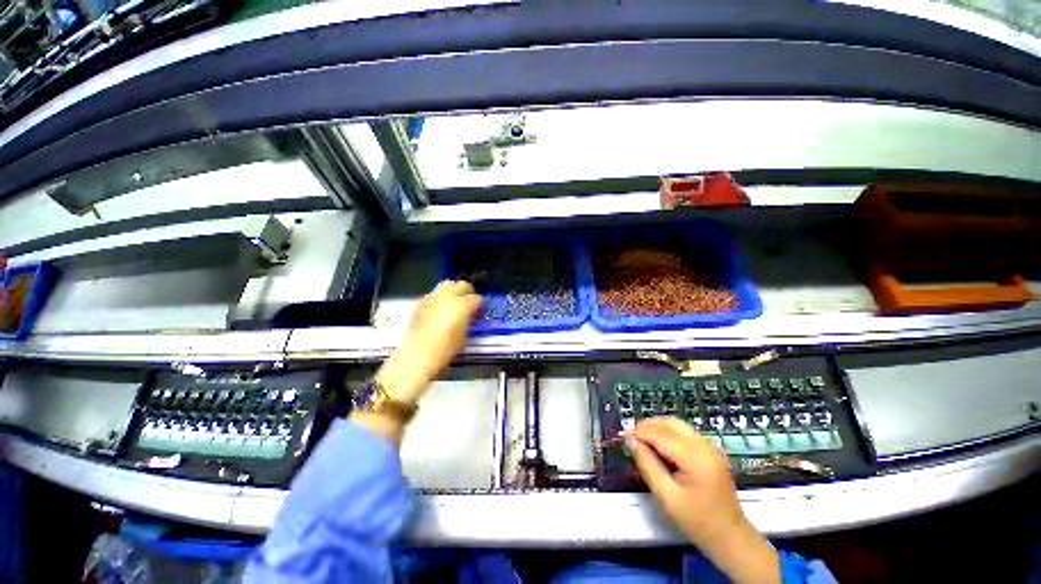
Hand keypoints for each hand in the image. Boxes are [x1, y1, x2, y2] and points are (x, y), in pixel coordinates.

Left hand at [377, 280, 482, 403]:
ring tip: (455, 302)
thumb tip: (470, 316)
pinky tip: (440, 309)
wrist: (416, 356)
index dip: (480, 305)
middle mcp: (447, 297)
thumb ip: (468, 321)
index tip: (480, 311)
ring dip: (454, 291)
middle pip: (462, 285)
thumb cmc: (444, 350)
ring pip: (447, 285)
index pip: (476, 298)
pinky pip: (434, 294)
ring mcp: (432, 297)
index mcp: (461, 305)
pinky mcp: (421, 302)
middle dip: (468, 292)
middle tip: (470, 303)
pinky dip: (440, 297)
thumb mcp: (463, 337)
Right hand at [628, 417, 779, 583]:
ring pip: (677, 425)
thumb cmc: (698, 522)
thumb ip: (648, 465)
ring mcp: (710, 447)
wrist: (730, 538)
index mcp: (696, 458)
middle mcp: (705, 446)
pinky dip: (667, 434)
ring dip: (657, 428)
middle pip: (670, 423)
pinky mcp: (710, 452)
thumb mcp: (667, 496)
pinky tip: (658, 446)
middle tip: (630, 437)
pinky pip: (684, 433)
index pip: (661, 435)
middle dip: (647, 426)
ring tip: (641, 440)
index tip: (621, 436)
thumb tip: (631, 442)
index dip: (639, 433)